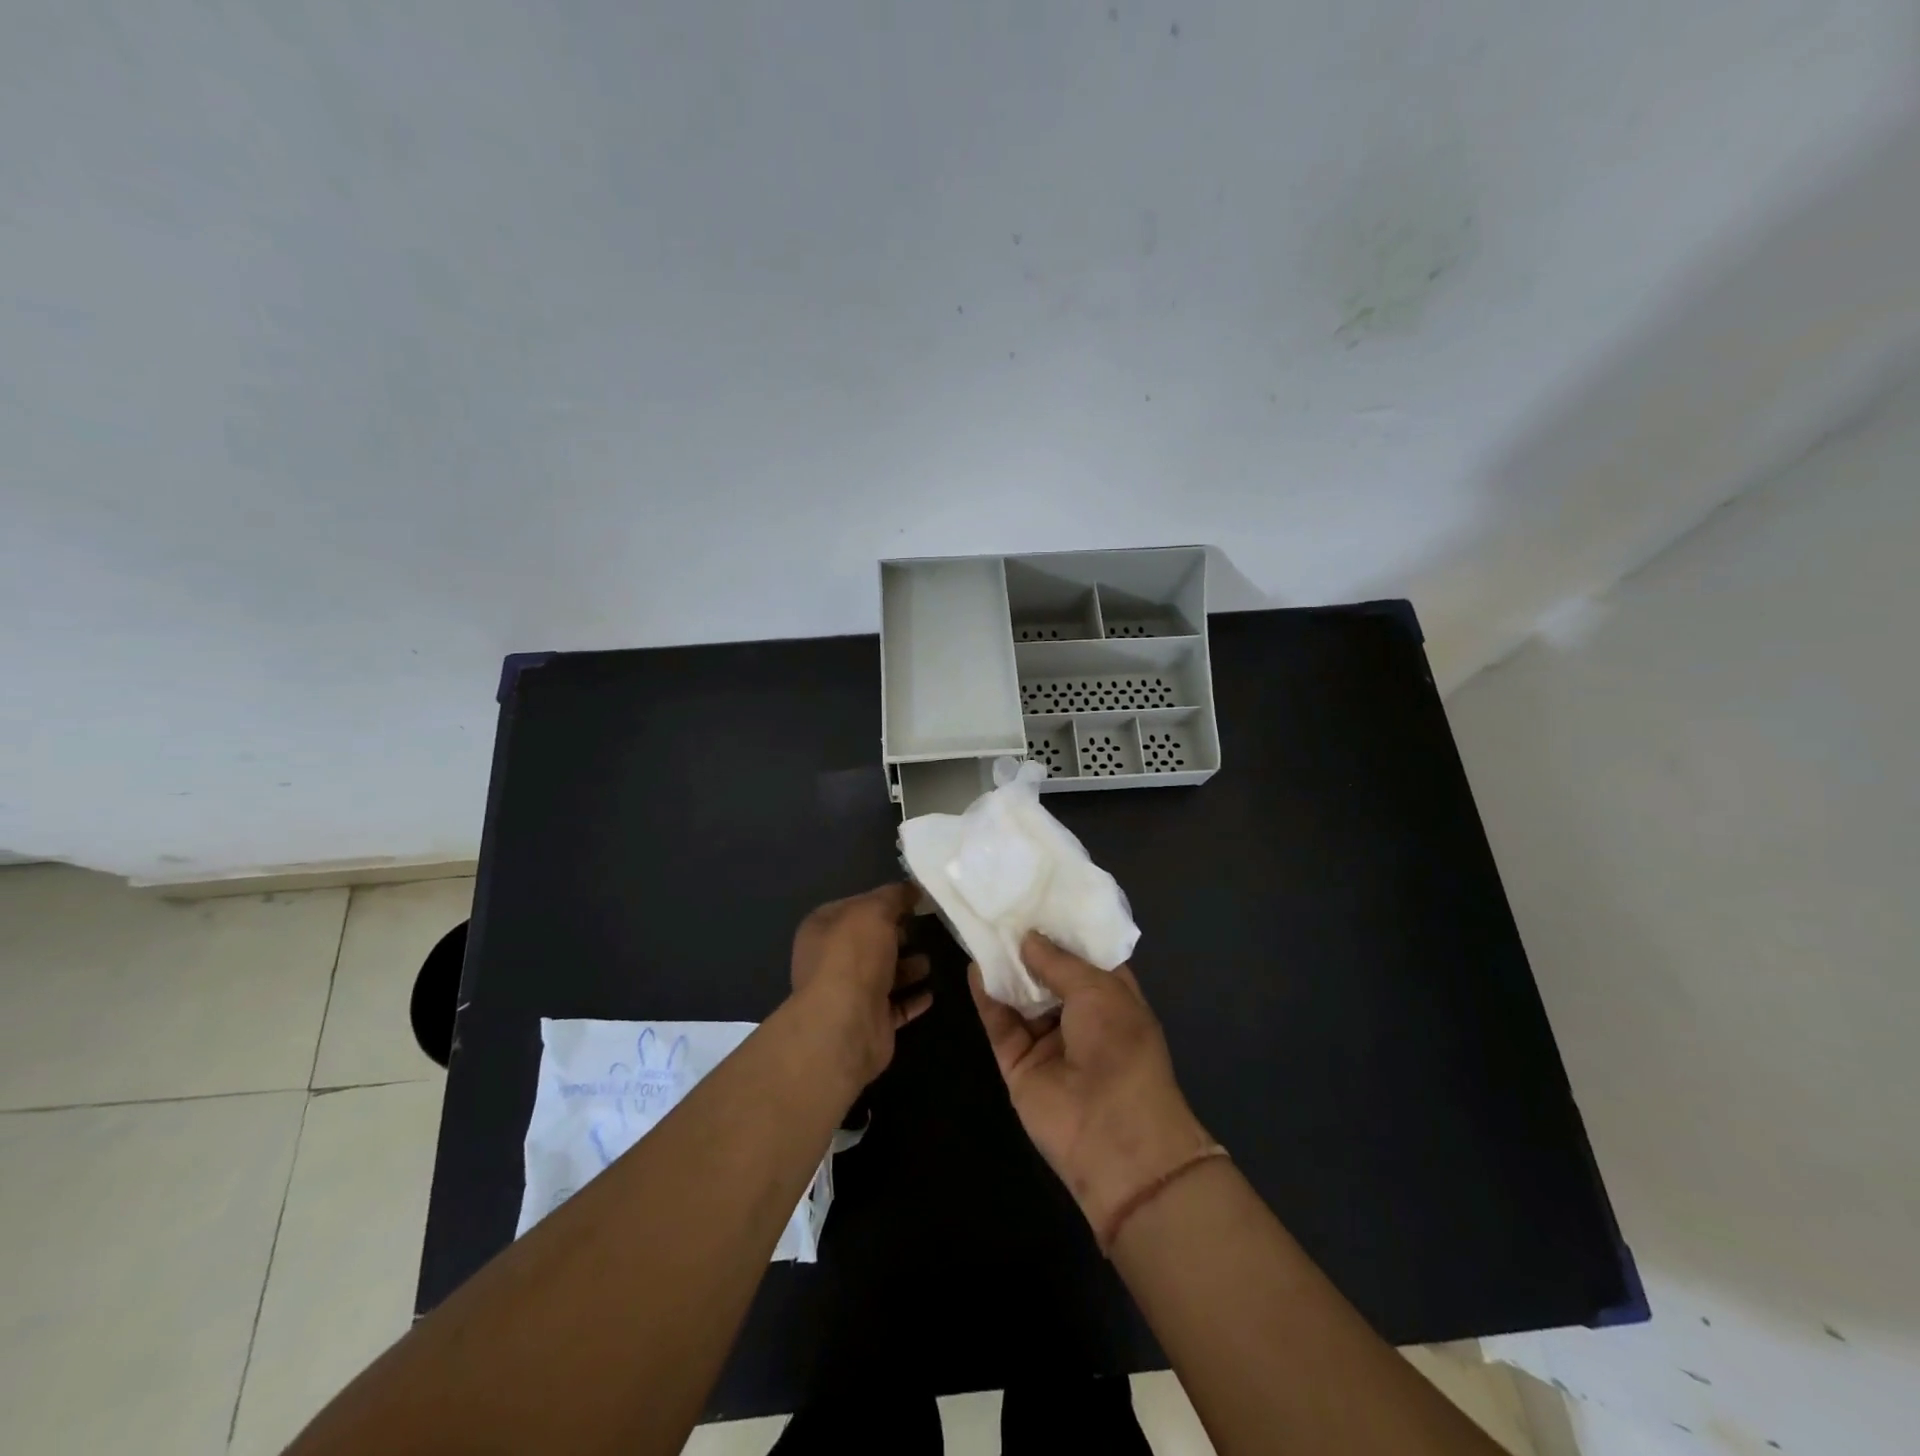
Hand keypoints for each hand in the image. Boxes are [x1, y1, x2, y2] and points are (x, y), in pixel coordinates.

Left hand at [790, 882, 932, 1087]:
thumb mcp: (875, 911)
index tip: (914, 900)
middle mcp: (830, 960)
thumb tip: (912, 888)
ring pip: (884, 975)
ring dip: (908, 968)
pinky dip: (913, 999)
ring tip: (929, 962)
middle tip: (924, 929)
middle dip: (897, 936)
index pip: (855, 907)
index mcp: (822, 929)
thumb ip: (894, 896)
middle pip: (870, 942)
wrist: (846, 1025)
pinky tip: (931, 993)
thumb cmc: (854, 956)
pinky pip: (895, 1006)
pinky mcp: (870, 1022)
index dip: (883, 901)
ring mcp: (849, 994)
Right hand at [970, 933, 1212, 1238]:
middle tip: (1000, 906)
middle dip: (1027, 943)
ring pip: (1020, 995)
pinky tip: (974, 967)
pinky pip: (1000, 1023)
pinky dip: (987, 997)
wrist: (1113, 1136)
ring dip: (1004, 967)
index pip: (1083, 954)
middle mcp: (1079, 1014)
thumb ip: (1058, 961)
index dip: (1062, 928)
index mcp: (1111, 995)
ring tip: (981, 927)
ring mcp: (1047, 1039)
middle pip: (1047, 972)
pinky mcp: (1018, 1062)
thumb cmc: (1120, 1048)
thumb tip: (1028, 937)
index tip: (1036, 896)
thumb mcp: (1098, 990)